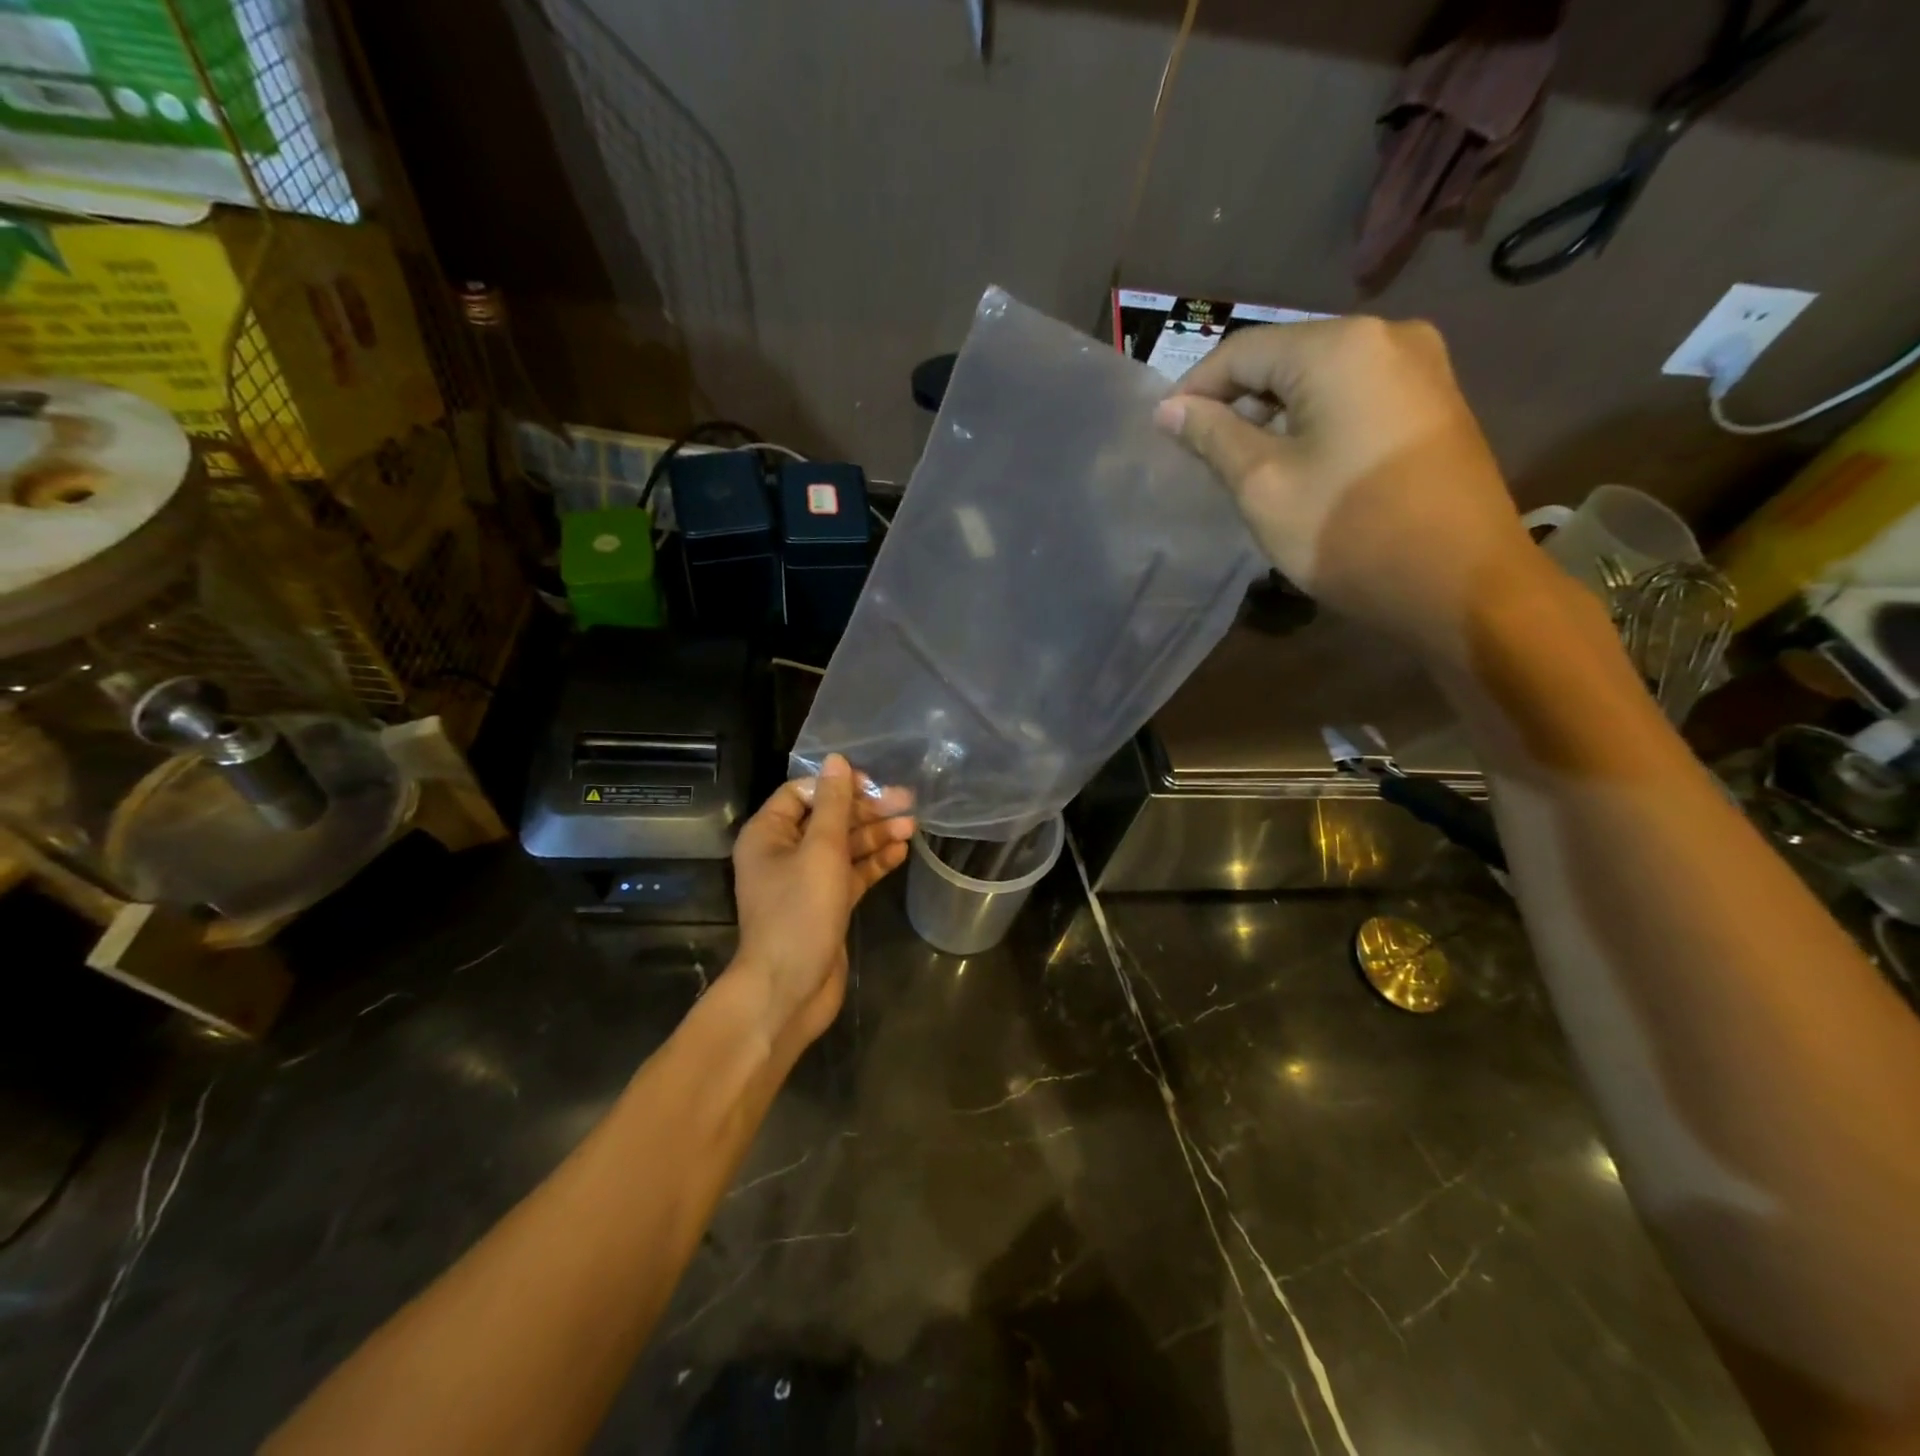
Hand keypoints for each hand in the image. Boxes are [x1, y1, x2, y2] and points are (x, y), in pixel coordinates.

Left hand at [729, 754, 914, 1050]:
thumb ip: (833, 804)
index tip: (873, 785)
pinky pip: (850, 874)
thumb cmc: (799, 912)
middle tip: (907, 802)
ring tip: (912, 826)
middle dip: (866, 811)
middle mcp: (783, 853)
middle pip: (828, 819)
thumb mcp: (820, 850)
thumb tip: (837, 760)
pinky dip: (873, 862)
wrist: (789, 989)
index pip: (802, 793)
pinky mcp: (825, 905)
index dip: (837, 786)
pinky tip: (901, 851)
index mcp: (768, 834)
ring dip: (875, 835)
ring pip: (843, 847)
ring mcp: (805, 881)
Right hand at [1154, 317, 1542, 663]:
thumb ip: (1213, 437)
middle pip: (1284, 357)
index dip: (1193, 389)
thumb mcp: (1263, 485)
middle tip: (1199, 454)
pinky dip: (1313, 421)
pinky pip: (1353, 396)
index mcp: (1339, 346)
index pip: (1242, 350)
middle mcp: (1386, 336)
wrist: (1460, 584)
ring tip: (1240, 464)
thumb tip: (1169, 409)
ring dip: (1272, 414)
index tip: (1163, 432)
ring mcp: (1420, 366)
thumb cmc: (1348, 532)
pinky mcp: (1434, 402)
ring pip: (1319, 378)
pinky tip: (1295, 462)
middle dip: (1235, 402)